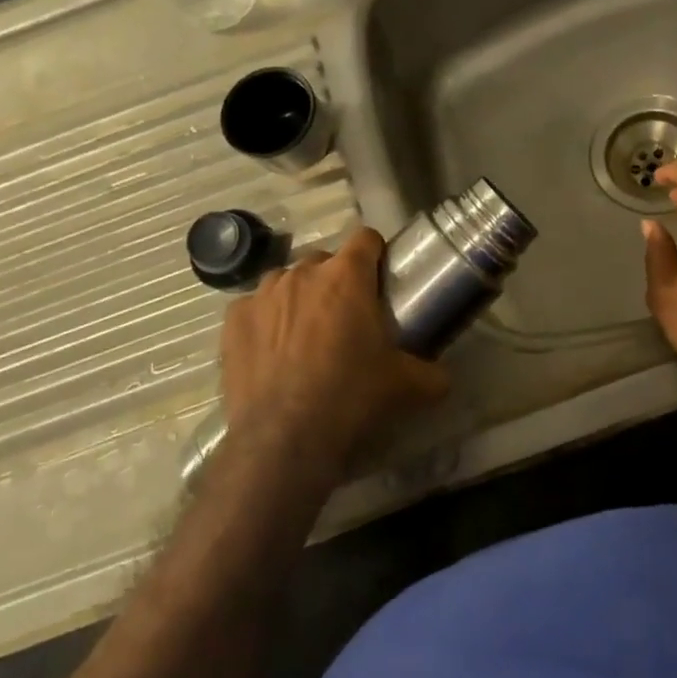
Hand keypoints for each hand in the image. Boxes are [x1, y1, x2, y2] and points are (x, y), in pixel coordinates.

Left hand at [219, 227, 448, 491]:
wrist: (285, 439)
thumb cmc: (352, 398)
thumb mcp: (408, 387)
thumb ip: (432, 373)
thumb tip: (443, 377)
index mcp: (347, 277)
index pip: (366, 238)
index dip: (376, 255)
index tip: (380, 280)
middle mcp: (302, 273)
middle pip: (324, 261)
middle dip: (336, 281)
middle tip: (347, 318)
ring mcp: (262, 294)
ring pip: (286, 282)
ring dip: (299, 298)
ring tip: (306, 337)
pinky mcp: (233, 321)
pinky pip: (254, 308)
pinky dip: (266, 322)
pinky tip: (273, 354)